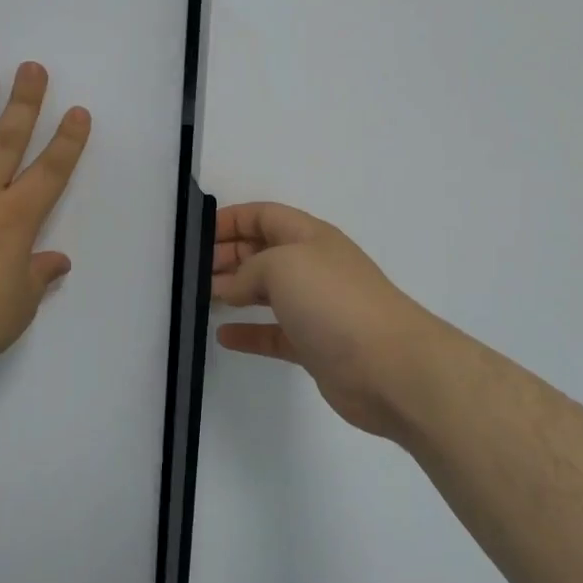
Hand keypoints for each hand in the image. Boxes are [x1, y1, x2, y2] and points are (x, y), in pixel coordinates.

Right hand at [210, 202, 449, 438]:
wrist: (389, 366)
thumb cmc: (334, 302)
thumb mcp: (282, 265)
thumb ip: (248, 270)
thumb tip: (232, 288)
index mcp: (309, 237)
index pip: (264, 215)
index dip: (231, 219)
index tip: (196, 235)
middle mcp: (313, 267)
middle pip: (263, 251)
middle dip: (228, 255)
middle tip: (192, 271)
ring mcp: (316, 308)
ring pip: (267, 292)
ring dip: (234, 291)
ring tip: (200, 297)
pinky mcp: (315, 346)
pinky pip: (274, 333)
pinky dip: (249, 332)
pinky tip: (223, 336)